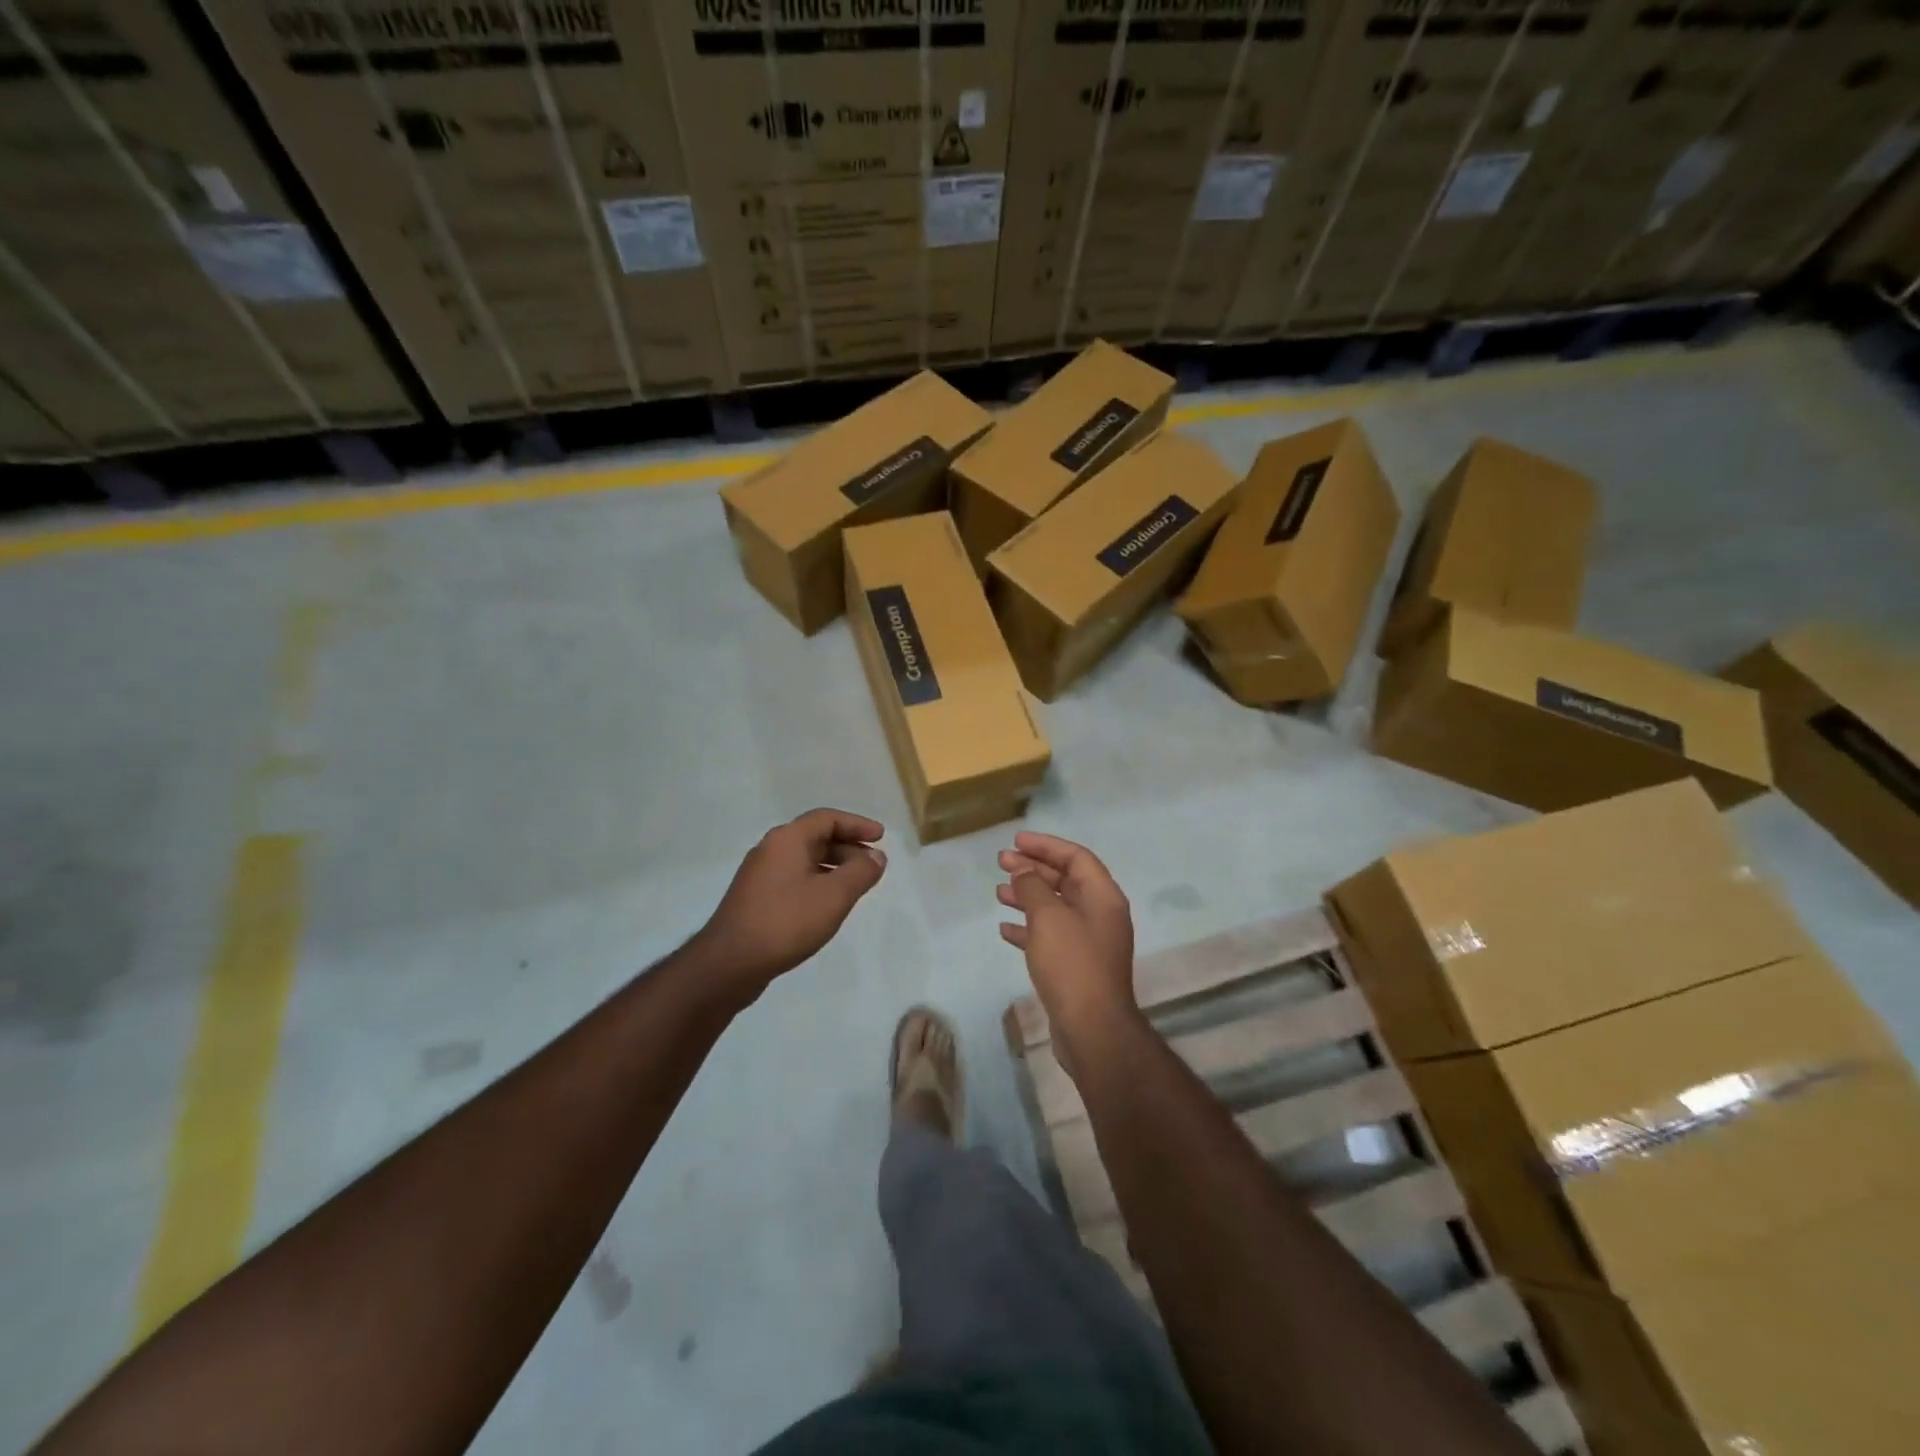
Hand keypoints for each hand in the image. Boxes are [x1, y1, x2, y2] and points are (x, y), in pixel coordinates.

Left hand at [696, 809, 886, 998]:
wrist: (730, 963)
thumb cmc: (786, 921)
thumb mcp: (834, 896)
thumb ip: (860, 872)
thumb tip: (876, 856)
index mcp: (787, 839)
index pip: (827, 818)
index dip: (857, 825)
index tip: (881, 837)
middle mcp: (770, 849)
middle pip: (815, 837)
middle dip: (847, 847)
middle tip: (872, 866)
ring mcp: (759, 875)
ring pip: (804, 860)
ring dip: (833, 867)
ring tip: (855, 887)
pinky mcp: (755, 899)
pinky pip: (793, 878)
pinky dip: (817, 882)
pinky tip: (826, 905)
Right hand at [997, 832, 1140, 1075]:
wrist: (1092, 1029)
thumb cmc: (1072, 964)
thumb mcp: (1048, 917)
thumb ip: (1033, 887)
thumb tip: (1024, 870)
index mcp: (1103, 896)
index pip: (1076, 857)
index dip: (1046, 845)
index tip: (1016, 841)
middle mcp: (1100, 914)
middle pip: (1066, 880)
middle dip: (1033, 869)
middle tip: (1001, 862)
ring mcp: (1089, 942)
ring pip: (1056, 908)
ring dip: (1028, 896)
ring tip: (999, 891)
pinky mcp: (1076, 966)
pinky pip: (1050, 936)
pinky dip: (1029, 928)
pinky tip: (1005, 929)